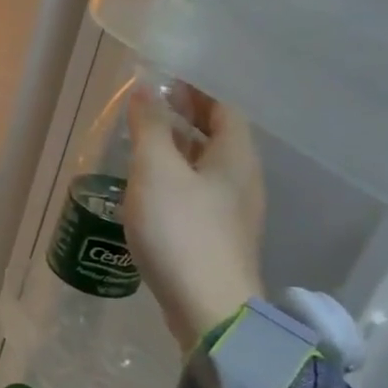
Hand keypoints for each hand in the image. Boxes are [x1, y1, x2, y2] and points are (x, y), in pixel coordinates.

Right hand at [123, 86, 266, 352]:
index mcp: (235, 156)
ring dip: (180, 148)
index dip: (197, 88)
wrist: (209, 309)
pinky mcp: (219, 239)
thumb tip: (145, 87)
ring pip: (208, 166)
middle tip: (151, 105)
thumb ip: (150, 127)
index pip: (224, 107)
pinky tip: (152, 189)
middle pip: (219, 136)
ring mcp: (233, 212)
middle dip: (187, 116)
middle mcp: (242, 179)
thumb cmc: (182, 231)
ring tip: (145, 142)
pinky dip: (178, 178)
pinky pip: (200, 193)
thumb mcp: (157, 171)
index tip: (166, 78)